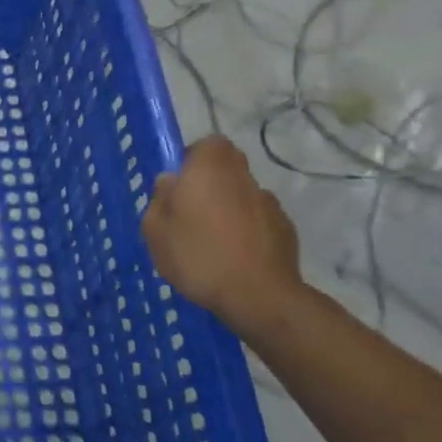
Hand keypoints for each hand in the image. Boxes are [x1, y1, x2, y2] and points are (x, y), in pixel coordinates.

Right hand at [142, 136, 302, 334]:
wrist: (259, 297)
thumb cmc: (198, 256)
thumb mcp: (155, 230)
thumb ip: (159, 199)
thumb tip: (170, 183)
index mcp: (210, 169)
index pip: (208, 144)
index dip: (194, 158)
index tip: (181, 181)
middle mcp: (243, 178)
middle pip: (229, 166)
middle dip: (212, 181)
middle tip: (192, 209)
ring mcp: (269, 203)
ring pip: (244, 194)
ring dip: (231, 206)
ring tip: (215, 239)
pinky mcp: (286, 230)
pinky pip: (260, 220)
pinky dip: (249, 230)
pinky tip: (236, 256)